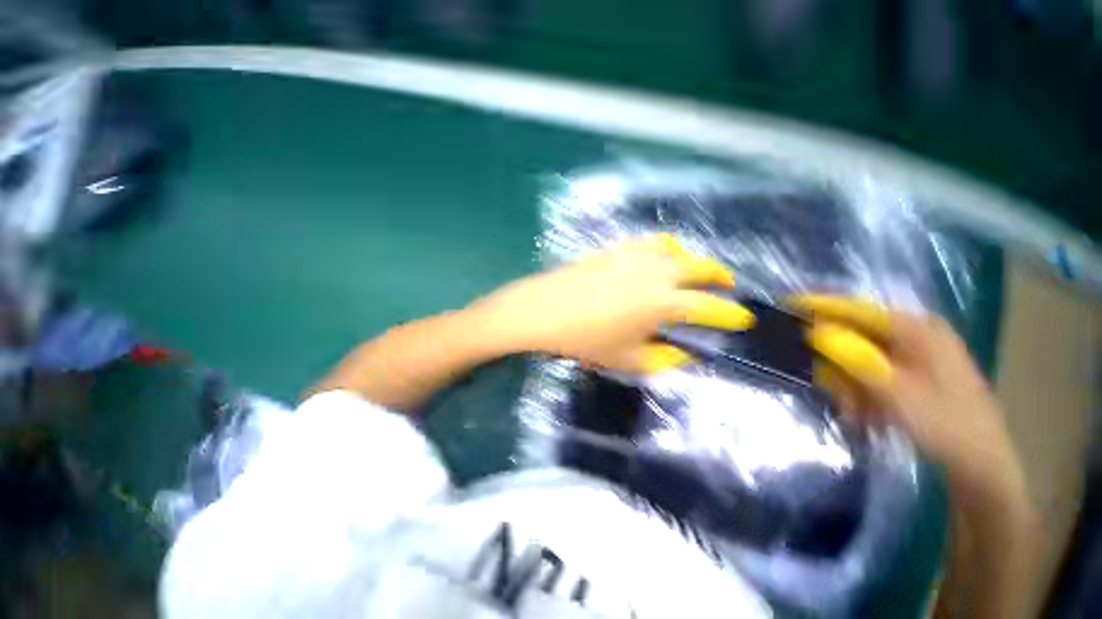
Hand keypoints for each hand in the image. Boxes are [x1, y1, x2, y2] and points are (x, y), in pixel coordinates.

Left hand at [468, 235, 754, 372]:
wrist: (545, 310)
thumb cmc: (585, 339)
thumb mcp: (627, 359)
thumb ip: (663, 358)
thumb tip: (684, 352)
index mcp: (664, 302)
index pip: (711, 308)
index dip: (731, 315)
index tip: (743, 320)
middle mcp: (657, 272)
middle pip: (702, 267)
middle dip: (720, 278)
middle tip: (727, 288)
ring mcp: (636, 255)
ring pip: (677, 249)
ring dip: (692, 260)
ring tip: (691, 273)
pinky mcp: (616, 248)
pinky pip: (649, 242)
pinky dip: (663, 248)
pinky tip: (657, 258)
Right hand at [792, 295, 1027, 508]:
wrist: (982, 465)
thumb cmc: (944, 424)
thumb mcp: (894, 391)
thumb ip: (852, 357)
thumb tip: (813, 331)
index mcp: (916, 328)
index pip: (856, 308)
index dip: (818, 305)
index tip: (785, 305)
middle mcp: (915, 334)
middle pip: (856, 334)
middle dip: (835, 360)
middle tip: (826, 384)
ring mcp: (917, 355)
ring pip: (862, 357)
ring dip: (849, 383)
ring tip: (853, 412)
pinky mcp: (915, 374)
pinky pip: (874, 373)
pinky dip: (862, 391)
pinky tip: (866, 414)